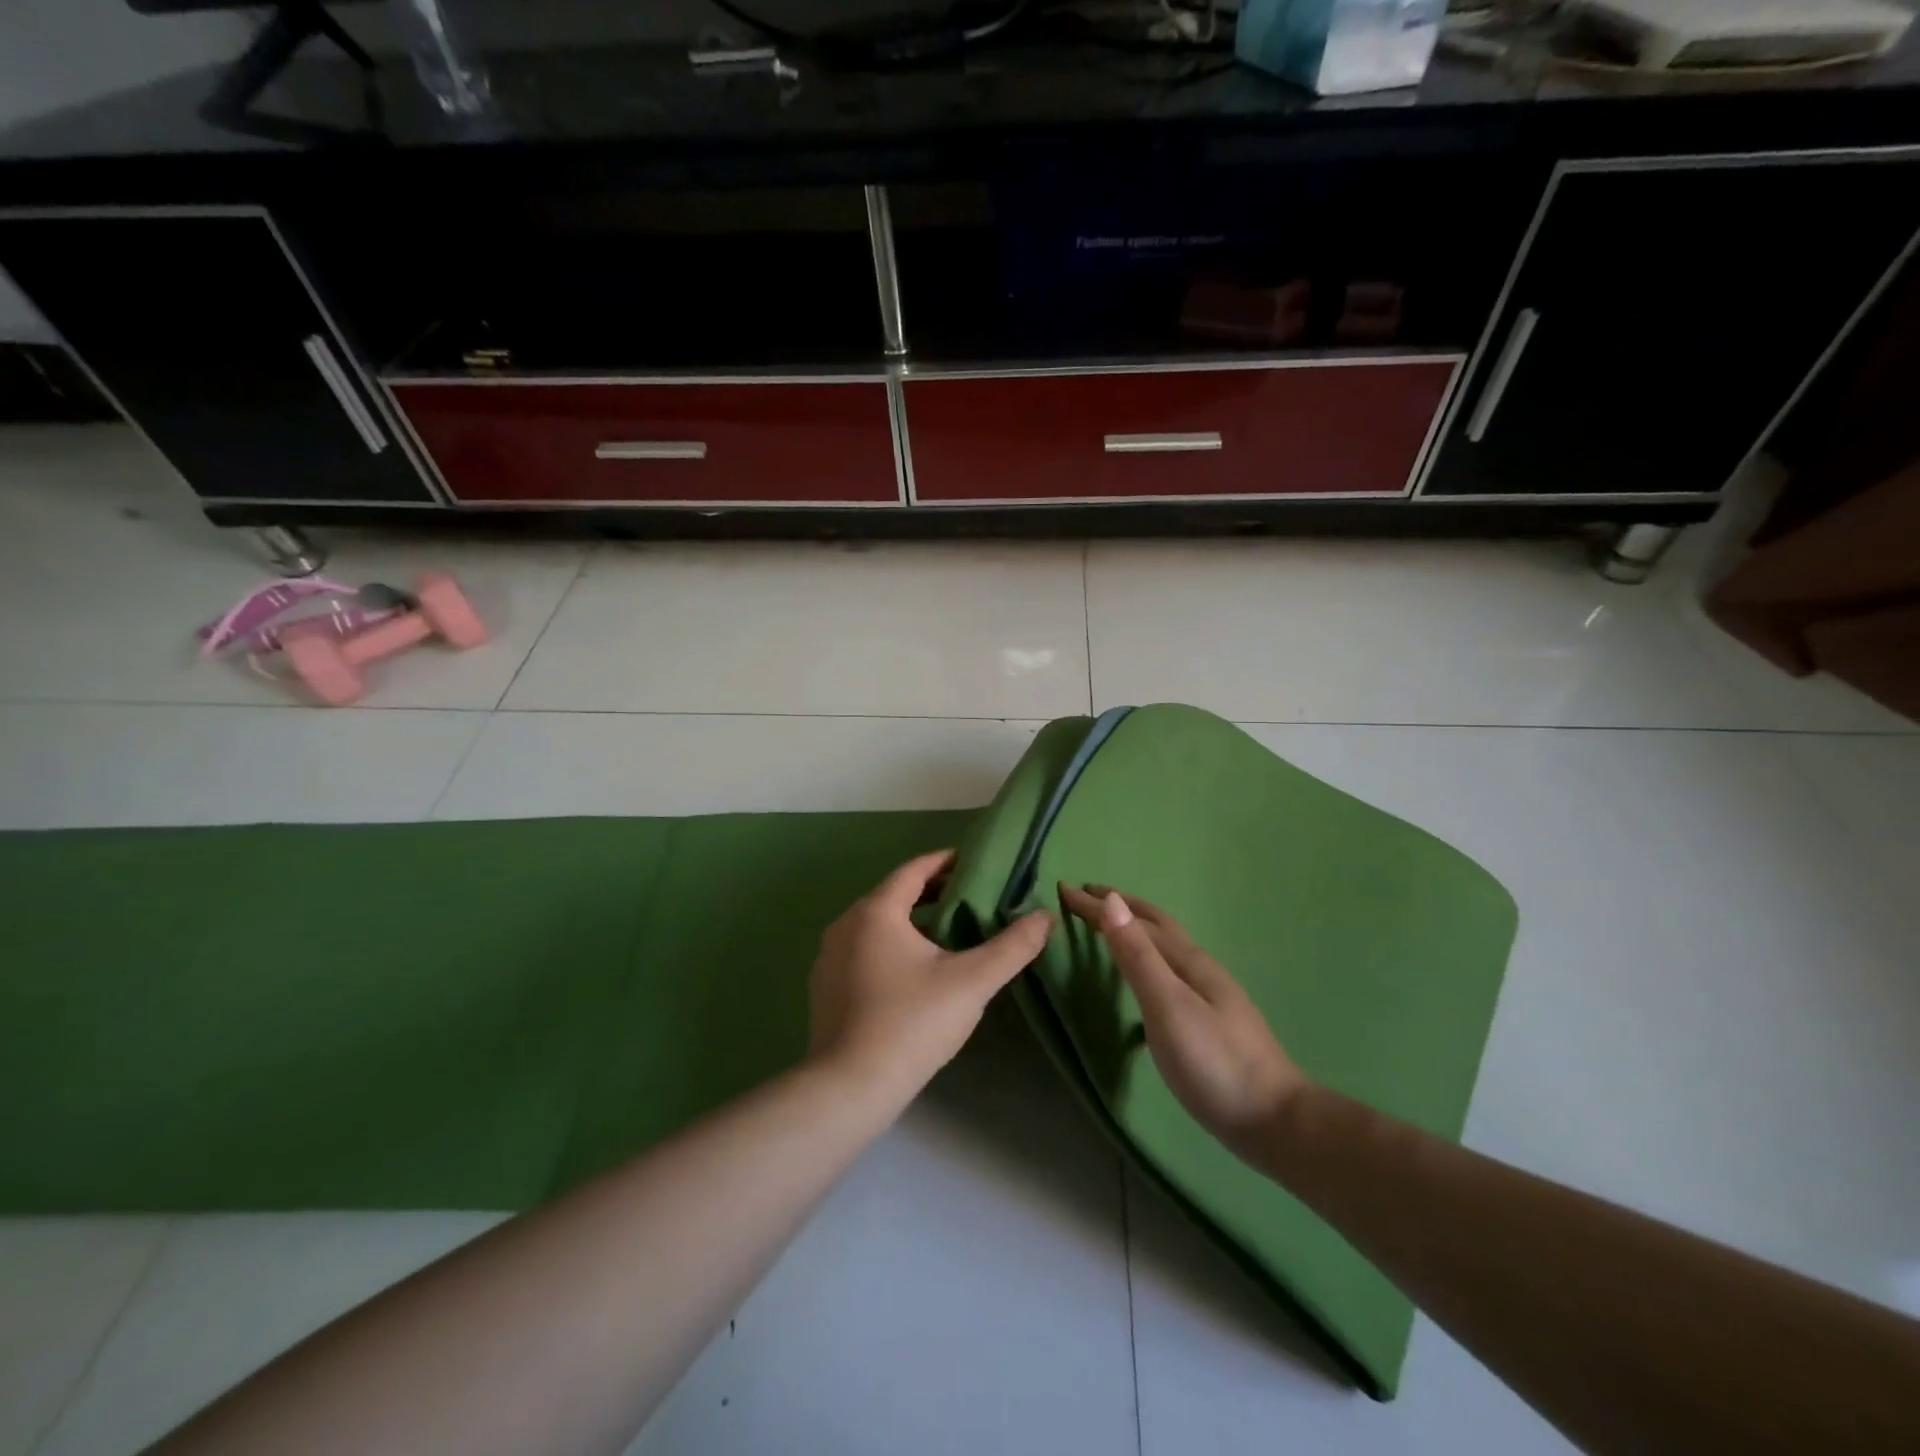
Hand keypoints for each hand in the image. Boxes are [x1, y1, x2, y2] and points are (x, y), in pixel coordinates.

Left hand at [809, 850, 1052, 1106]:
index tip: (975, 862)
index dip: (946, 862)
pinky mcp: (825, 987)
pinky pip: (863, 950)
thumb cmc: (912, 1023)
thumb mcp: (971, 982)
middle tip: (971, 896)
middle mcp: (845, 924)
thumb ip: (1012, 947)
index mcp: (876, 912)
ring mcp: (829, 957)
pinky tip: (915, 971)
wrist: (850, 1087)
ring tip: (949, 932)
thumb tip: (1046, 916)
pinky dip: (891, 946)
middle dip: (933, 892)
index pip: (914, 870)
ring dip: (912, 921)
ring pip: (877, 924)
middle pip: (895, 895)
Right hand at [1061, 885, 1309, 1158]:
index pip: (1134, 919)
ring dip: (1133, 929)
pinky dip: (1145, 957)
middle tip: (1084, 896)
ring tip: (1108, 927)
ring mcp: (1207, 993)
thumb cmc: (1214, 1062)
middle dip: (1119, 905)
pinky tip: (1143, 979)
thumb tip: (1112, 901)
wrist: (1273, 1120)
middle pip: (1155, 924)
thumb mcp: (1168, 1006)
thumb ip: (1138, 956)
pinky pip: (1167, 970)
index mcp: (1186, 960)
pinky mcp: (1208, 1019)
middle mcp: (1198, 967)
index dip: (1099, 904)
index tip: (1064, 889)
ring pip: (1163, 947)